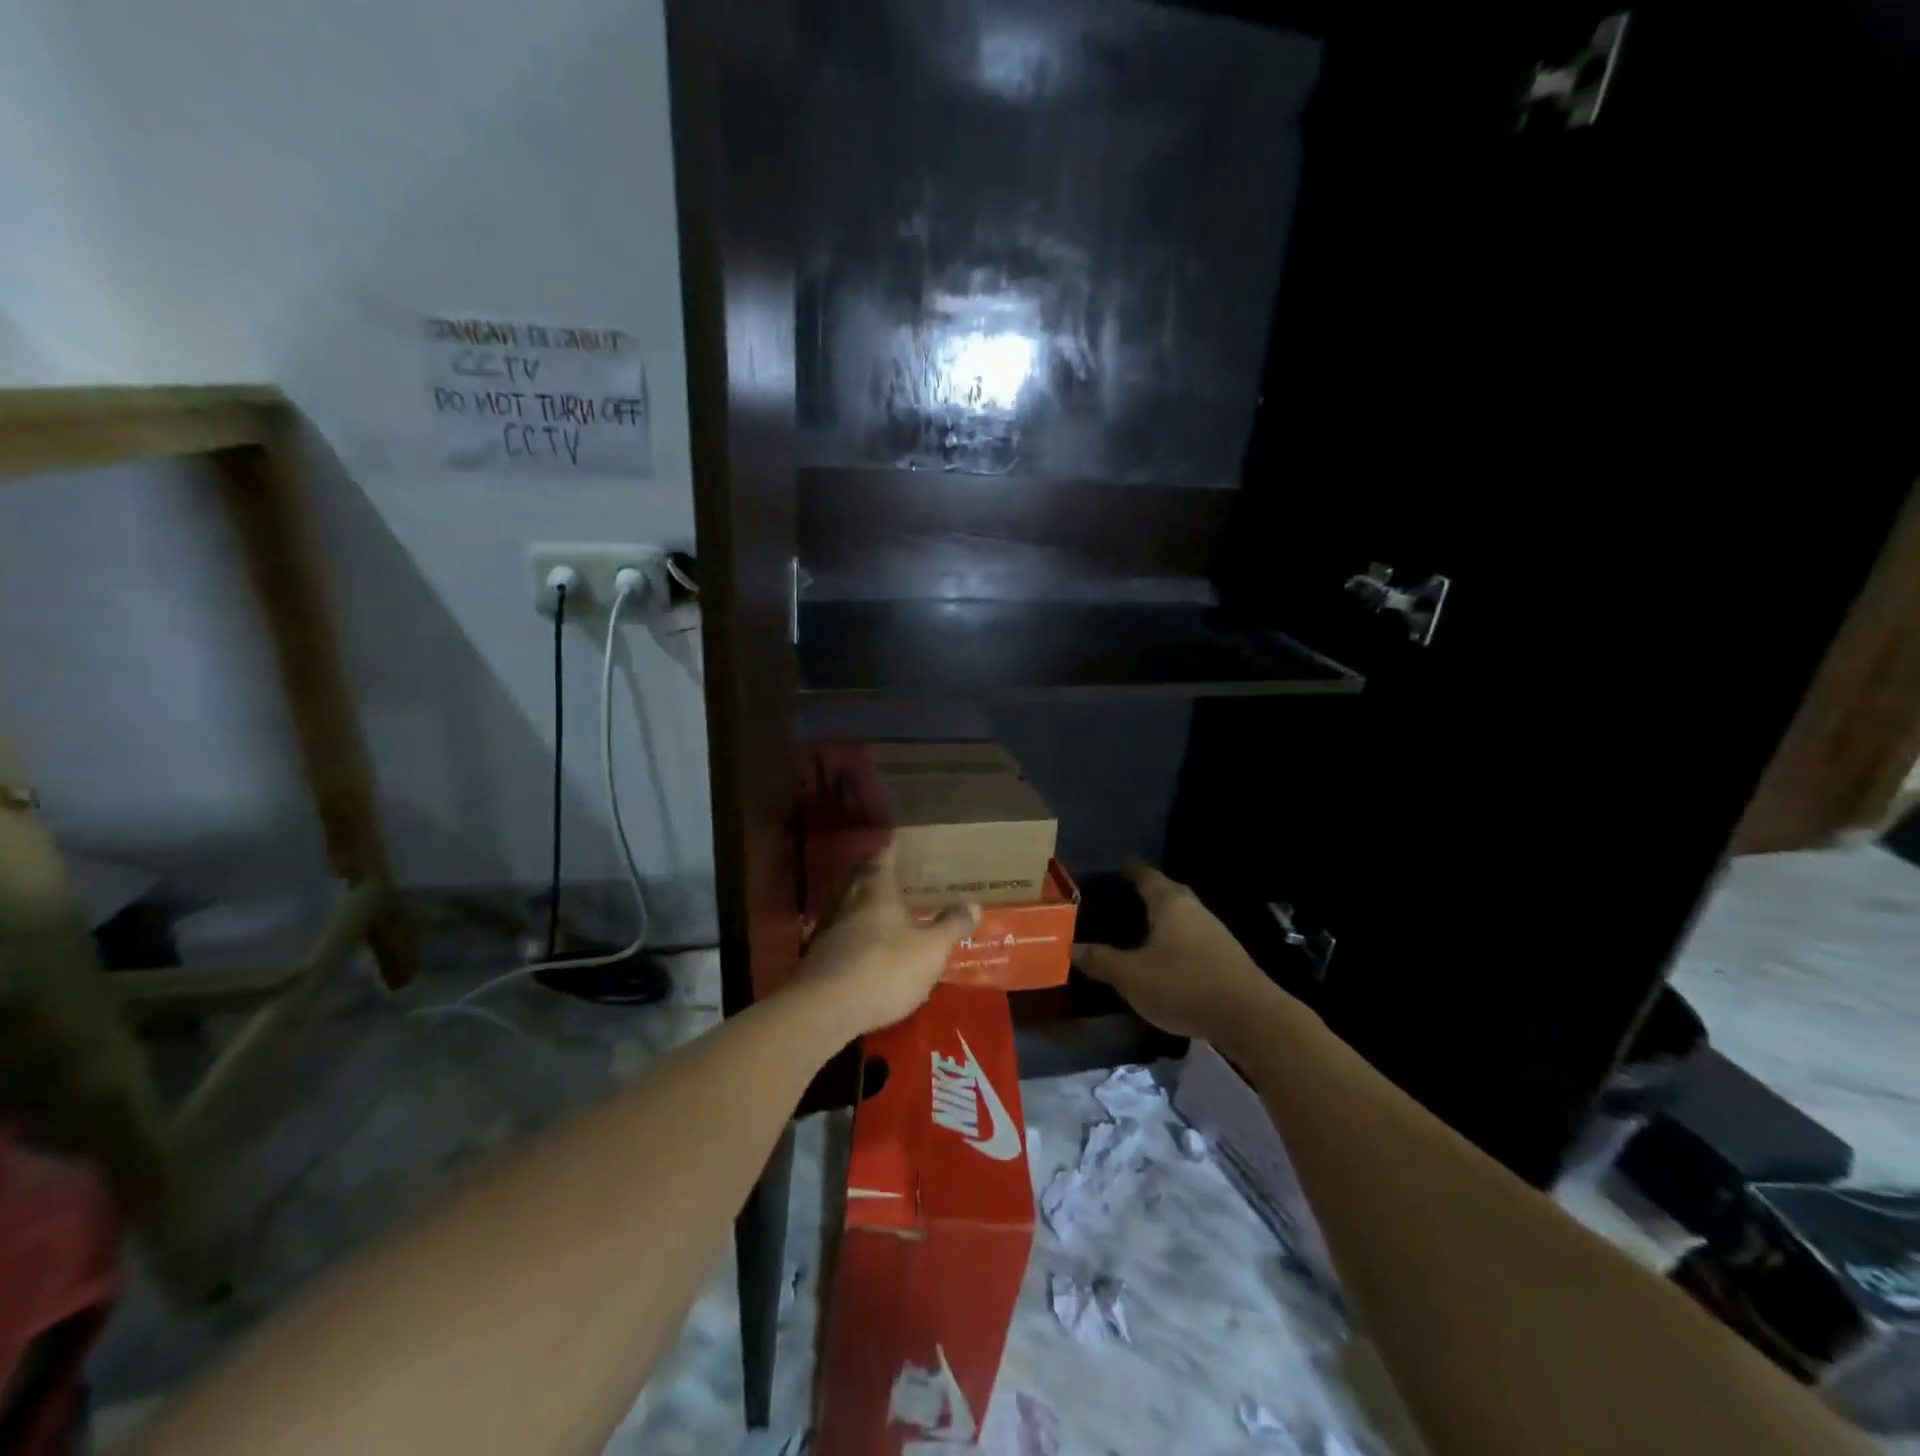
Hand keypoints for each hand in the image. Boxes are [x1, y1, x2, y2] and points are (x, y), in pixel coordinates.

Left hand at [794, 847, 978, 1036]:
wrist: (825, 1008)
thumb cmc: (885, 969)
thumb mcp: (930, 949)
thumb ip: (951, 925)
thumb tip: (973, 904)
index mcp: (876, 890)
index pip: (882, 858)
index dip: (891, 848)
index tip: (897, 840)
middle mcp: (848, 900)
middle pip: (859, 877)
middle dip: (873, 872)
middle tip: (890, 870)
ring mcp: (828, 927)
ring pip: (845, 903)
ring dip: (860, 901)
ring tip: (878, 905)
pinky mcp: (816, 955)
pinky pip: (837, 931)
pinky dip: (850, 929)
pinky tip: (860, 942)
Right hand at [1072, 862, 1279, 1041]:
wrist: (1250, 1018)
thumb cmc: (1184, 985)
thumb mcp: (1132, 976)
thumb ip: (1101, 960)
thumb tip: (1069, 948)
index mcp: (1170, 904)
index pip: (1146, 876)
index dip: (1129, 871)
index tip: (1115, 867)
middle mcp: (1194, 910)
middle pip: (1168, 892)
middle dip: (1147, 892)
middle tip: (1123, 895)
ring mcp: (1215, 933)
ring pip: (1182, 916)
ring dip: (1163, 918)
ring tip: (1140, 926)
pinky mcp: (1225, 957)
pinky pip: (1193, 937)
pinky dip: (1176, 939)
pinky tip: (1166, 955)